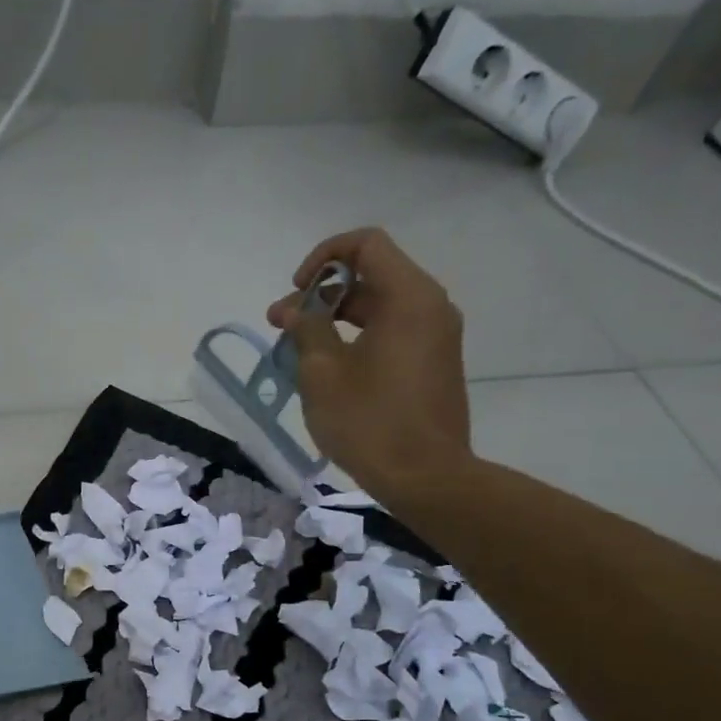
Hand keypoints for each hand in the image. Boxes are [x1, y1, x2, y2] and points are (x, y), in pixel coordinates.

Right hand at [267, 225, 472, 497]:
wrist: (425, 476)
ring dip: (337, 319)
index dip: (323, 257)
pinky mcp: (433, 363)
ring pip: (381, 306)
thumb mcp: (323, 373)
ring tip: (299, 351)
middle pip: (372, 275)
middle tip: (284, 326)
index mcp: (408, 297)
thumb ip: (305, 330)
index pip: (366, 244)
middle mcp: (430, 306)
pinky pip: (393, 332)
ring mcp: (436, 336)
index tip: (296, 292)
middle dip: (323, 294)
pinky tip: (329, 369)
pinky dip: (358, 338)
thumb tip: (291, 310)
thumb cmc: (369, 421)